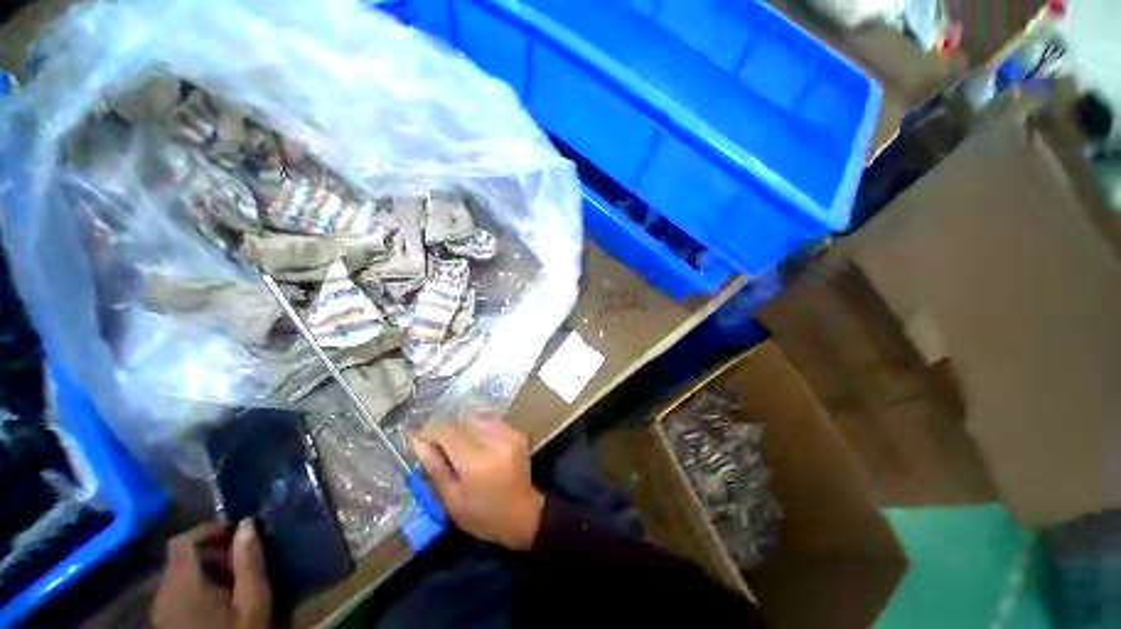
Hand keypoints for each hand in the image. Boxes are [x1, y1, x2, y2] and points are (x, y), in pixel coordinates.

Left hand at [152, 519, 271, 628]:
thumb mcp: (253, 601)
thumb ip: (249, 561)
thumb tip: (247, 523)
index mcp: (183, 584)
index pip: (183, 541)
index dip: (208, 530)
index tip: (236, 533)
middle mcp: (164, 593)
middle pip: (181, 559)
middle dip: (212, 552)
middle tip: (242, 560)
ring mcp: (161, 611)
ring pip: (180, 577)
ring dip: (207, 571)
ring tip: (235, 581)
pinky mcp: (165, 624)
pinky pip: (178, 594)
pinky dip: (198, 588)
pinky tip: (220, 603)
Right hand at [414, 415, 544, 550]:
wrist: (522, 514)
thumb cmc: (482, 515)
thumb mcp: (452, 500)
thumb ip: (435, 468)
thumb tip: (419, 442)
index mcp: (476, 461)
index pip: (447, 430)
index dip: (430, 433)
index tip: (422, 443)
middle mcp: (495, 441)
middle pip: (462, 421)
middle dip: (447, 431)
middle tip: (441, 448)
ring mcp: (509, 434)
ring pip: (477, 417)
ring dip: (464, 428)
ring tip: (460, 446)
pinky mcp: (517, 432)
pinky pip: (492, 421)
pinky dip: (480, 427)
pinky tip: (478, 444)